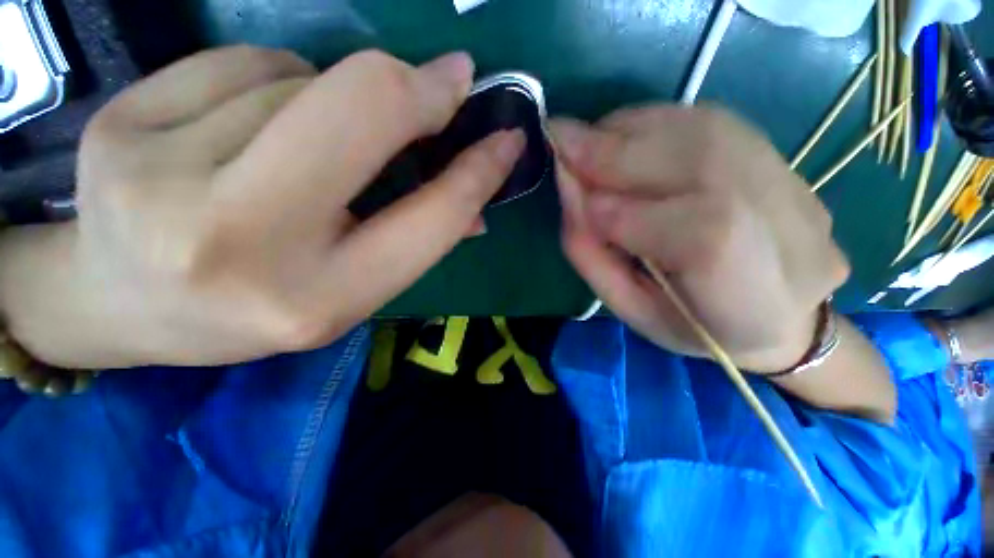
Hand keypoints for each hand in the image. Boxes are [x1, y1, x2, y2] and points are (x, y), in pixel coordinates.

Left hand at [0, 46, 523, 368]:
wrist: (127, 306)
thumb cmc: (257, 307)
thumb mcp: (351, 288)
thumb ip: (416, 238)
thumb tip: (475, 204)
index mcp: (319, 297)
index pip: (430, 217)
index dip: (477, 173)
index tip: (506, 139)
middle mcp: (240, 240)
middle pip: (360, 110)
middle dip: (417, 89)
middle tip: (447, 82)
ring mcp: (158, 174)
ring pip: (298, 79)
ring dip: (330, 101)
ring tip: (305, 147)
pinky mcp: (120, 122)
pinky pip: (240, 62)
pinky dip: (269, 80)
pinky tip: (243, 126)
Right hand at [551, 106, 849, 371]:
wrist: (781, 314)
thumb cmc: (693, 326)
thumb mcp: (628, 308)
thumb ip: (588, 249)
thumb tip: (566, 182)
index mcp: (739, 278)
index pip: (664, 224)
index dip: (610, 211)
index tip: (570, 201)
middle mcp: (776, 215)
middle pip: (685, 158)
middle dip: (606, 151)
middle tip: (560, 142)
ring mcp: (786, 177)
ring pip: (692, 127)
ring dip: (625, 131)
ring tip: (588, 144)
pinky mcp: (779, 153)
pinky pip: (703, 119)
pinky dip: (651, 123)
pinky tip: (625, 142)